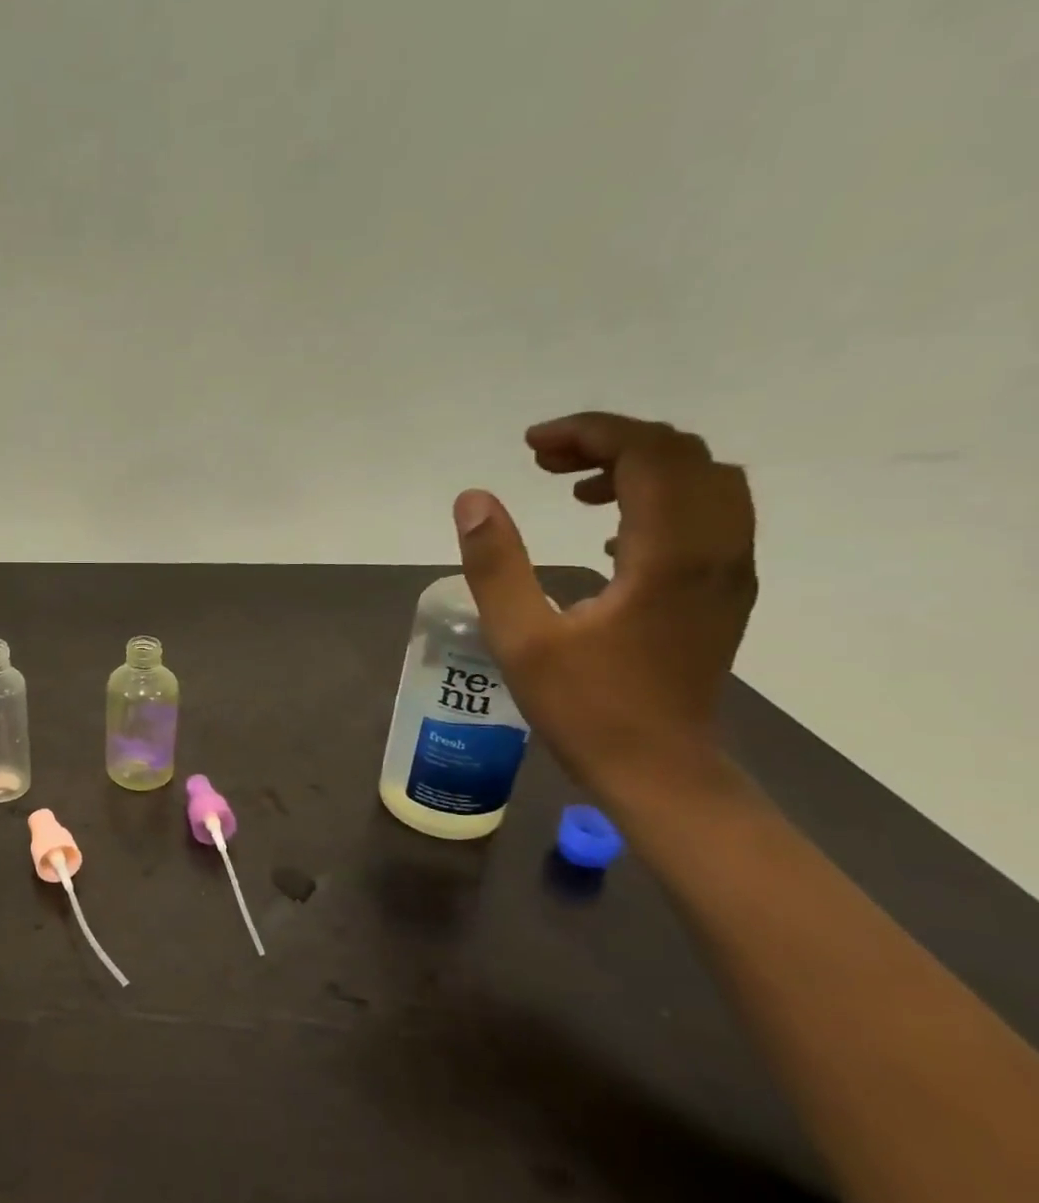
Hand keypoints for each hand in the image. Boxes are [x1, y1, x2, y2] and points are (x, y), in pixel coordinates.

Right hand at [453, 413, 756, 795]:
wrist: (659, 770)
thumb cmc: (585, 708)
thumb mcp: (521, 638)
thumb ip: (495, 564)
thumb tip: (473, 499)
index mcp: (670, 554)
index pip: (649, 453)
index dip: (590, 432)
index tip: (531, 445)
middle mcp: (717, 549)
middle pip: (682, 455)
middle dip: (612, 441)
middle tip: (545, 462)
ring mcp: (730, 570)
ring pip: (704, 480)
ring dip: (640, 466)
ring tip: (574, 488)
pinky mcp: (725, 591)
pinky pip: (709, 514)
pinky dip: (660, 498)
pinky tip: (608, 533)